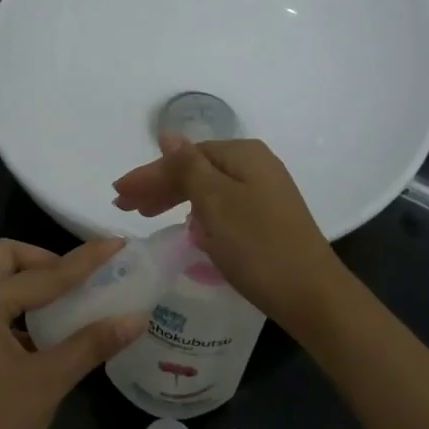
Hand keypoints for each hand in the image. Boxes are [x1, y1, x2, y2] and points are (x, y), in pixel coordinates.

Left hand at [0, 238, 144, 428]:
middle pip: (3, 259)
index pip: (43, 273)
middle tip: (79, 281)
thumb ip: (91, 344)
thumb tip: (136, 318)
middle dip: (43, 261)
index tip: (117, 244)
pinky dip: (14, 309)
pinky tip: (41, 336)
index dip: (85, 260)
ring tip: (66, 304)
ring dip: (27, 284)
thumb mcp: (48, 382)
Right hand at [111, 136, 344, 330]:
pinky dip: (198, 214)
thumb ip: (187, 166)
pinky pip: (221, 207)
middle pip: (195, 170)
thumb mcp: (215, 201)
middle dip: (159, 186)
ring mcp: (264, 193)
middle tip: (125, 207)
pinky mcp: (267, 219)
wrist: (310, 294)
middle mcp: (256, 166)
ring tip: (146, 215)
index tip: (118, 196)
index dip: (149, 175)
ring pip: (207, 190)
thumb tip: (168, 134)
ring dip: (175, 200)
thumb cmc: (256, 245)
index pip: (184, 157)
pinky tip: (187, 227)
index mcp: (243, 154)